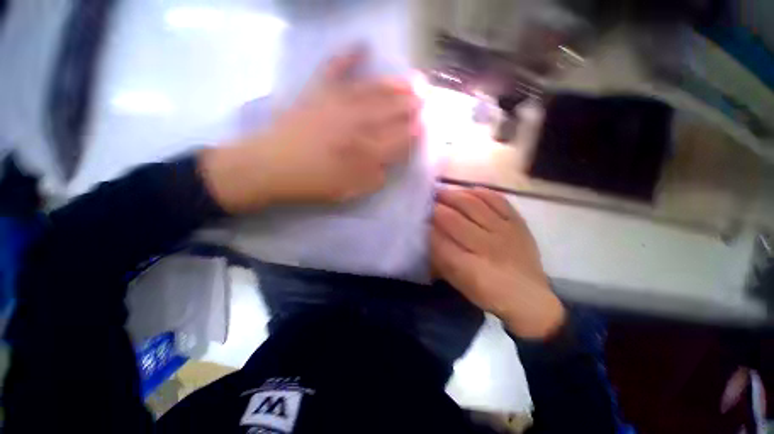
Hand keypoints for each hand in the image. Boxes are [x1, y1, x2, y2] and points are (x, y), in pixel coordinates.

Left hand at [201, 48, 420, 211]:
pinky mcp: (316, 92)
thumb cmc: (313, 183)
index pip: (397, 138)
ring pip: (372, 90)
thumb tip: (388, 164)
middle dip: (411, 104)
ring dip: (394, 84)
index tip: (426, 123)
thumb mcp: (349, 191)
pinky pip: (333, 69)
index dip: (413, 131)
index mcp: (364, 150)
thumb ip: (374, 178)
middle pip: (390, 110)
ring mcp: (335, 103)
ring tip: (412, 79)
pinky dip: (347, 55)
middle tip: (426, 96)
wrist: (270, 167)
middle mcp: (355, 122)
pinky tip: (361, 45)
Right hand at [430, 187, 564, 338]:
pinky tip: (469, 191)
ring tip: (441, 192)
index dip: (425, 226)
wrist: (529, 298)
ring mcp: (505, 232)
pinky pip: (498, 200)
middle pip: (453, 219)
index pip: (438, 240)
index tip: (416, 217)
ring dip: (453, 196)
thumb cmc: (488, 293)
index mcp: (469, 267)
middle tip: (425, 200)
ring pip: (474, 205)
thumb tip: (427, 234)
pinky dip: (481, 193)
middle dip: (435, 207)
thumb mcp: (459, 283)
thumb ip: (441, 259)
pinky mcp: (518, 224)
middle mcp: (486, 247)